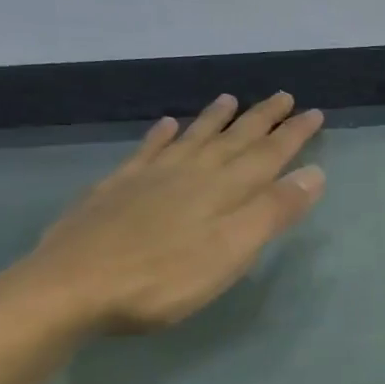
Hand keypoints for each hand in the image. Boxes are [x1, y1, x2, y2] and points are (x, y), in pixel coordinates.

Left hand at [16, 93, 325, 331]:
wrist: (70, 287)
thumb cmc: (163, 277)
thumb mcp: (232, 250)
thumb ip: (273, 211)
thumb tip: (314, 172)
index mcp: (225, 189)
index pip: (269, 154)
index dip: (293, 134)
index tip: (314, 113)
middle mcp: (192, 172)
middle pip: (234, 139)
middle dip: (262, 118)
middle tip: (283, 96)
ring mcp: (150, 177)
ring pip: (192, 137)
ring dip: (214, 118)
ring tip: (229, 99)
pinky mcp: (116, 188)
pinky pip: (146, 151)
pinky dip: (160, 135)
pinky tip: (164, 125)